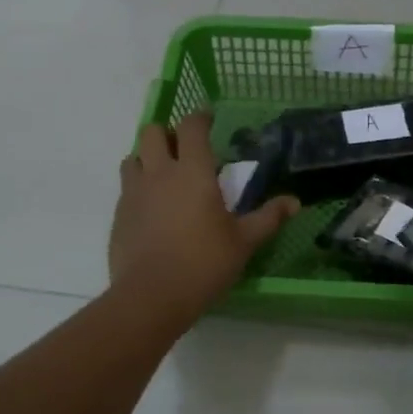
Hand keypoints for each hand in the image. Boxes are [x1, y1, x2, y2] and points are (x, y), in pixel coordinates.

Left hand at [109, 113, 297, 325]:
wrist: (151, 295)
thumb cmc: (204, 263)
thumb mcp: (244, 242)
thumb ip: (268, 217)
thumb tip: (294, 202)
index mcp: (193, 172)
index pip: (191, 127)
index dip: (199, 117)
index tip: (208, 118)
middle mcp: (159, 173)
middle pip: (152, 132)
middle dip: (167, 133)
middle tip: (184, 150)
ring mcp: (133, 193)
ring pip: (133, 157)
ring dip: (147, 158)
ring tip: (164, 176)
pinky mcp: (118, 215)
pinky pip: (125, 188)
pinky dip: (138, 187)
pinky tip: (151, 209)